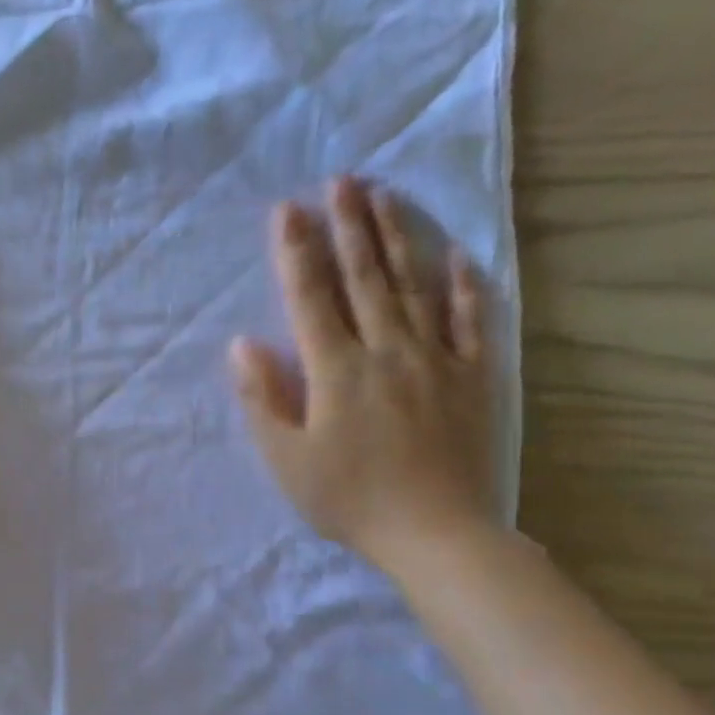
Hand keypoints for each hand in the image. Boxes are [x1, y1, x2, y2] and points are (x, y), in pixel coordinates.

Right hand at [228, 176, 496, 577]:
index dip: (296, 253)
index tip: (287, 210)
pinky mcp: (472, 378)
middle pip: (365, 278)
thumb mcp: (286, 459)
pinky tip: (456, 258)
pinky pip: (469, 322)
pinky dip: (461, 287)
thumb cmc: (349, 500)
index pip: (311, 299)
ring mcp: (435, 361)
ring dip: (397, 239)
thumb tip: (243, 344)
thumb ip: (263, 399)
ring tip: (384, 197)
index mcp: (336, 372)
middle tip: (341, 180)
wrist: (437, 533)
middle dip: (349, 227)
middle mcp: (386, 352)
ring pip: (413, 287)